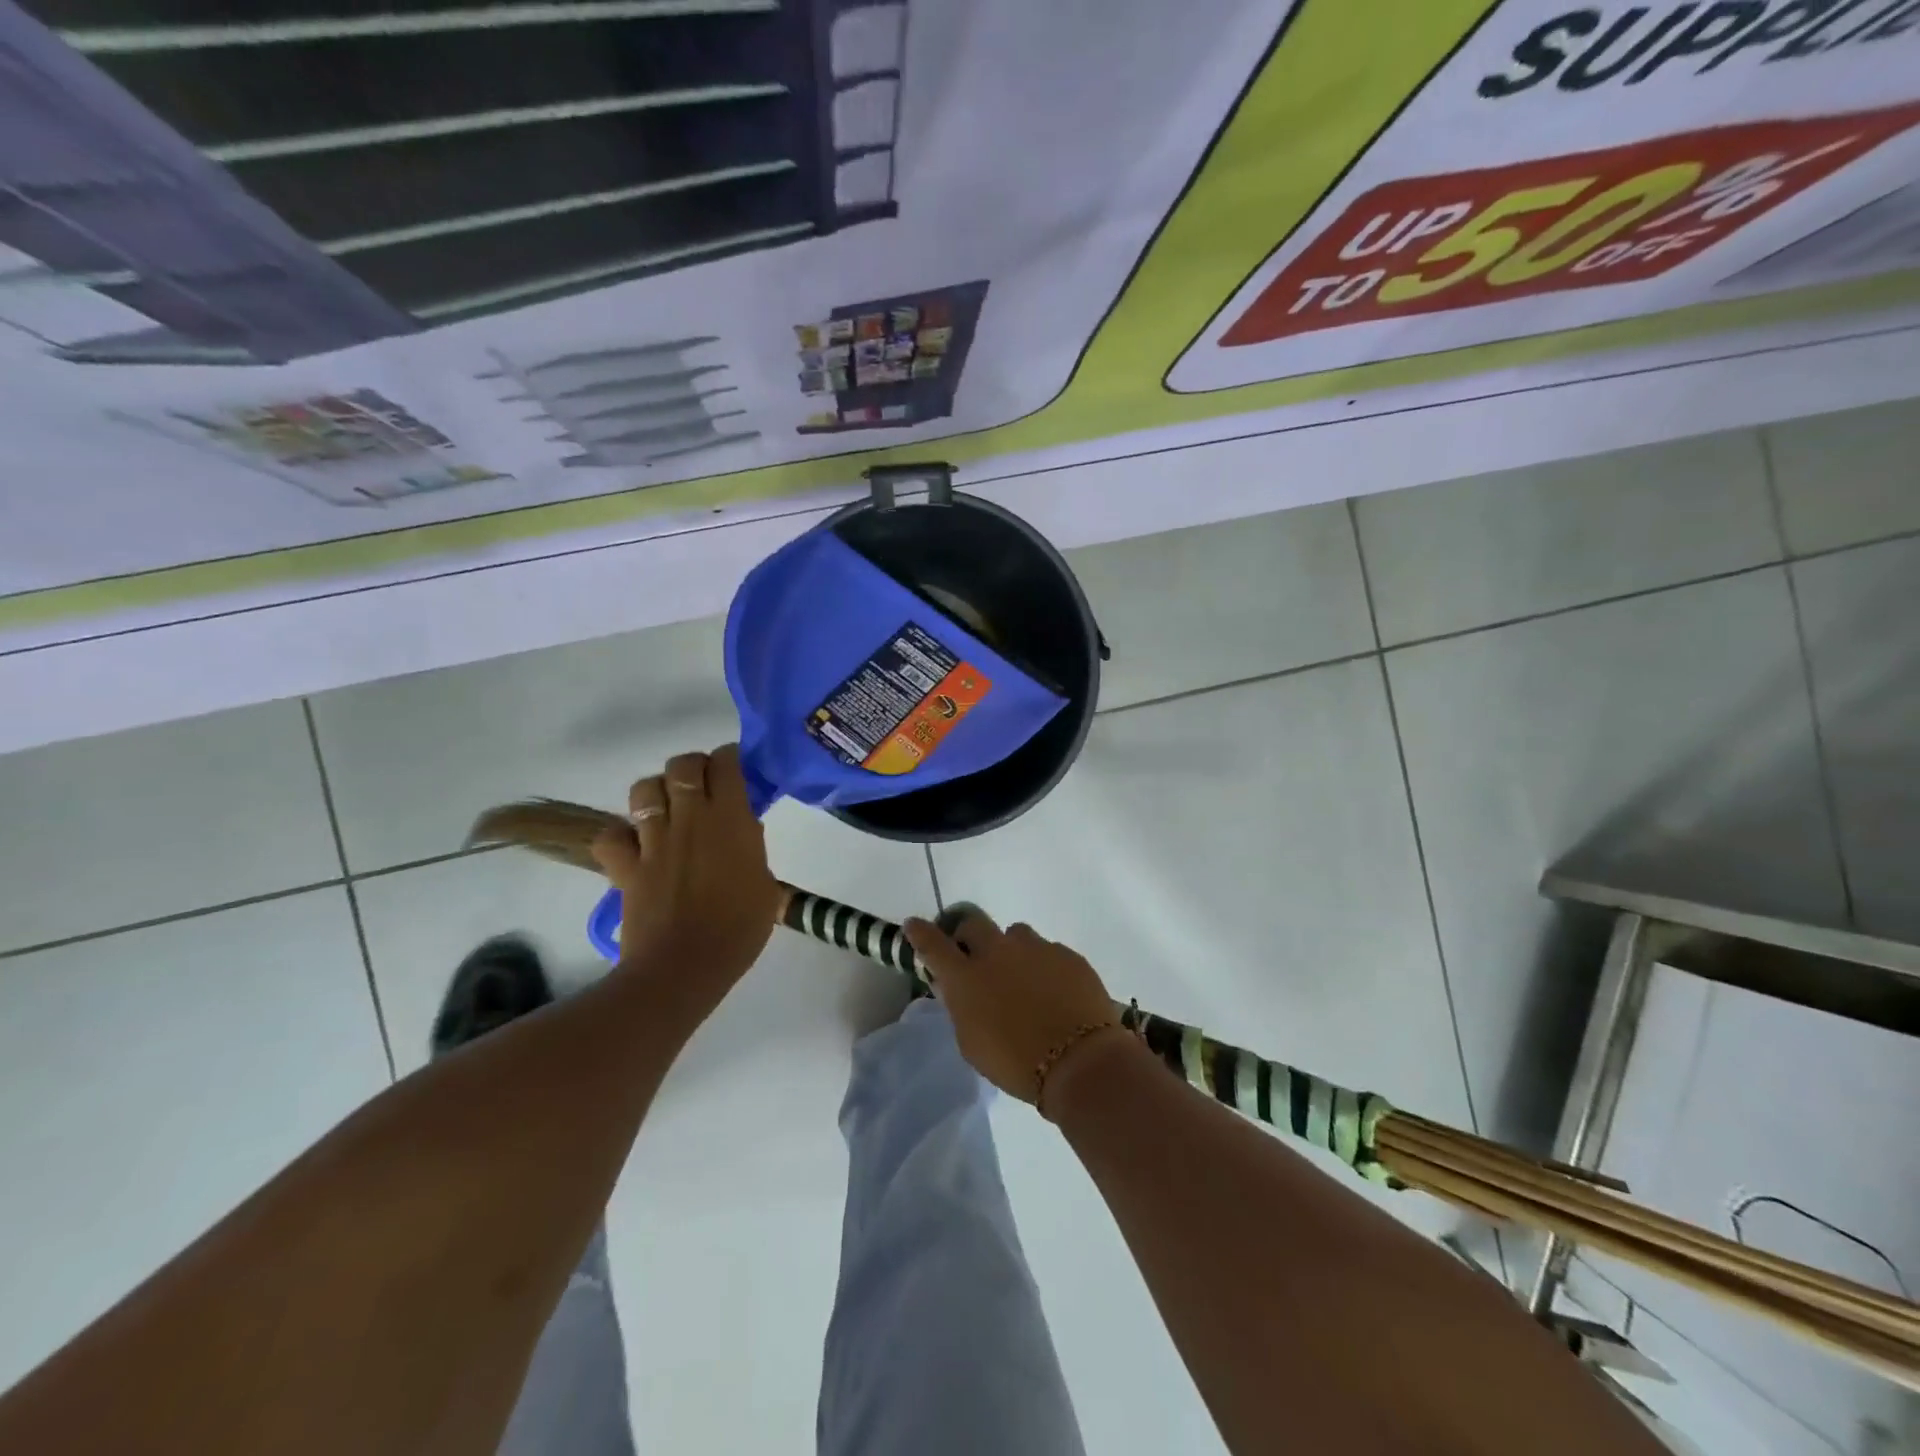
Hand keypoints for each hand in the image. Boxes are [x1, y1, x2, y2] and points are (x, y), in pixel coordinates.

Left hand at [590, 744, 781, 983]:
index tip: (737, 771)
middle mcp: (690, 819)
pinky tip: (635, 848)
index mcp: (731, 820)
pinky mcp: (626, 866)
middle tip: (704, 787)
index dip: (730, 759)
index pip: (726, 762)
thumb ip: (753, 850)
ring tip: (668, 811)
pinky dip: (619, 837)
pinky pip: (611, 836)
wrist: (684, 968)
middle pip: (682, 765)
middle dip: (693, 767)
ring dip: (656, 793)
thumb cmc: (738, 929)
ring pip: (644, 789)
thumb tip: (744, 830)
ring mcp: (653, 841)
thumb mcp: (766, 886)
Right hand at [902, 910, 1129, 1107]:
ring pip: (1016, 934)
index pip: (933, 944)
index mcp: (967, 977)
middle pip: (974, 923)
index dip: (921, 932)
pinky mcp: (1067, 954)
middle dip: (970, 936)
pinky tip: (1056, 994)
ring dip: (1012, 951)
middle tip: (976, 958)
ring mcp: (1036, 948)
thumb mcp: (972, 1043)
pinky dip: (1045, 967)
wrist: (1080, 1061)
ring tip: (1024, 981)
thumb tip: (954, 987)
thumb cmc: (1016, 1063)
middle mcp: (998, 951)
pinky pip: (1048, 951)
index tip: (914, 925)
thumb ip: (961, 1007)